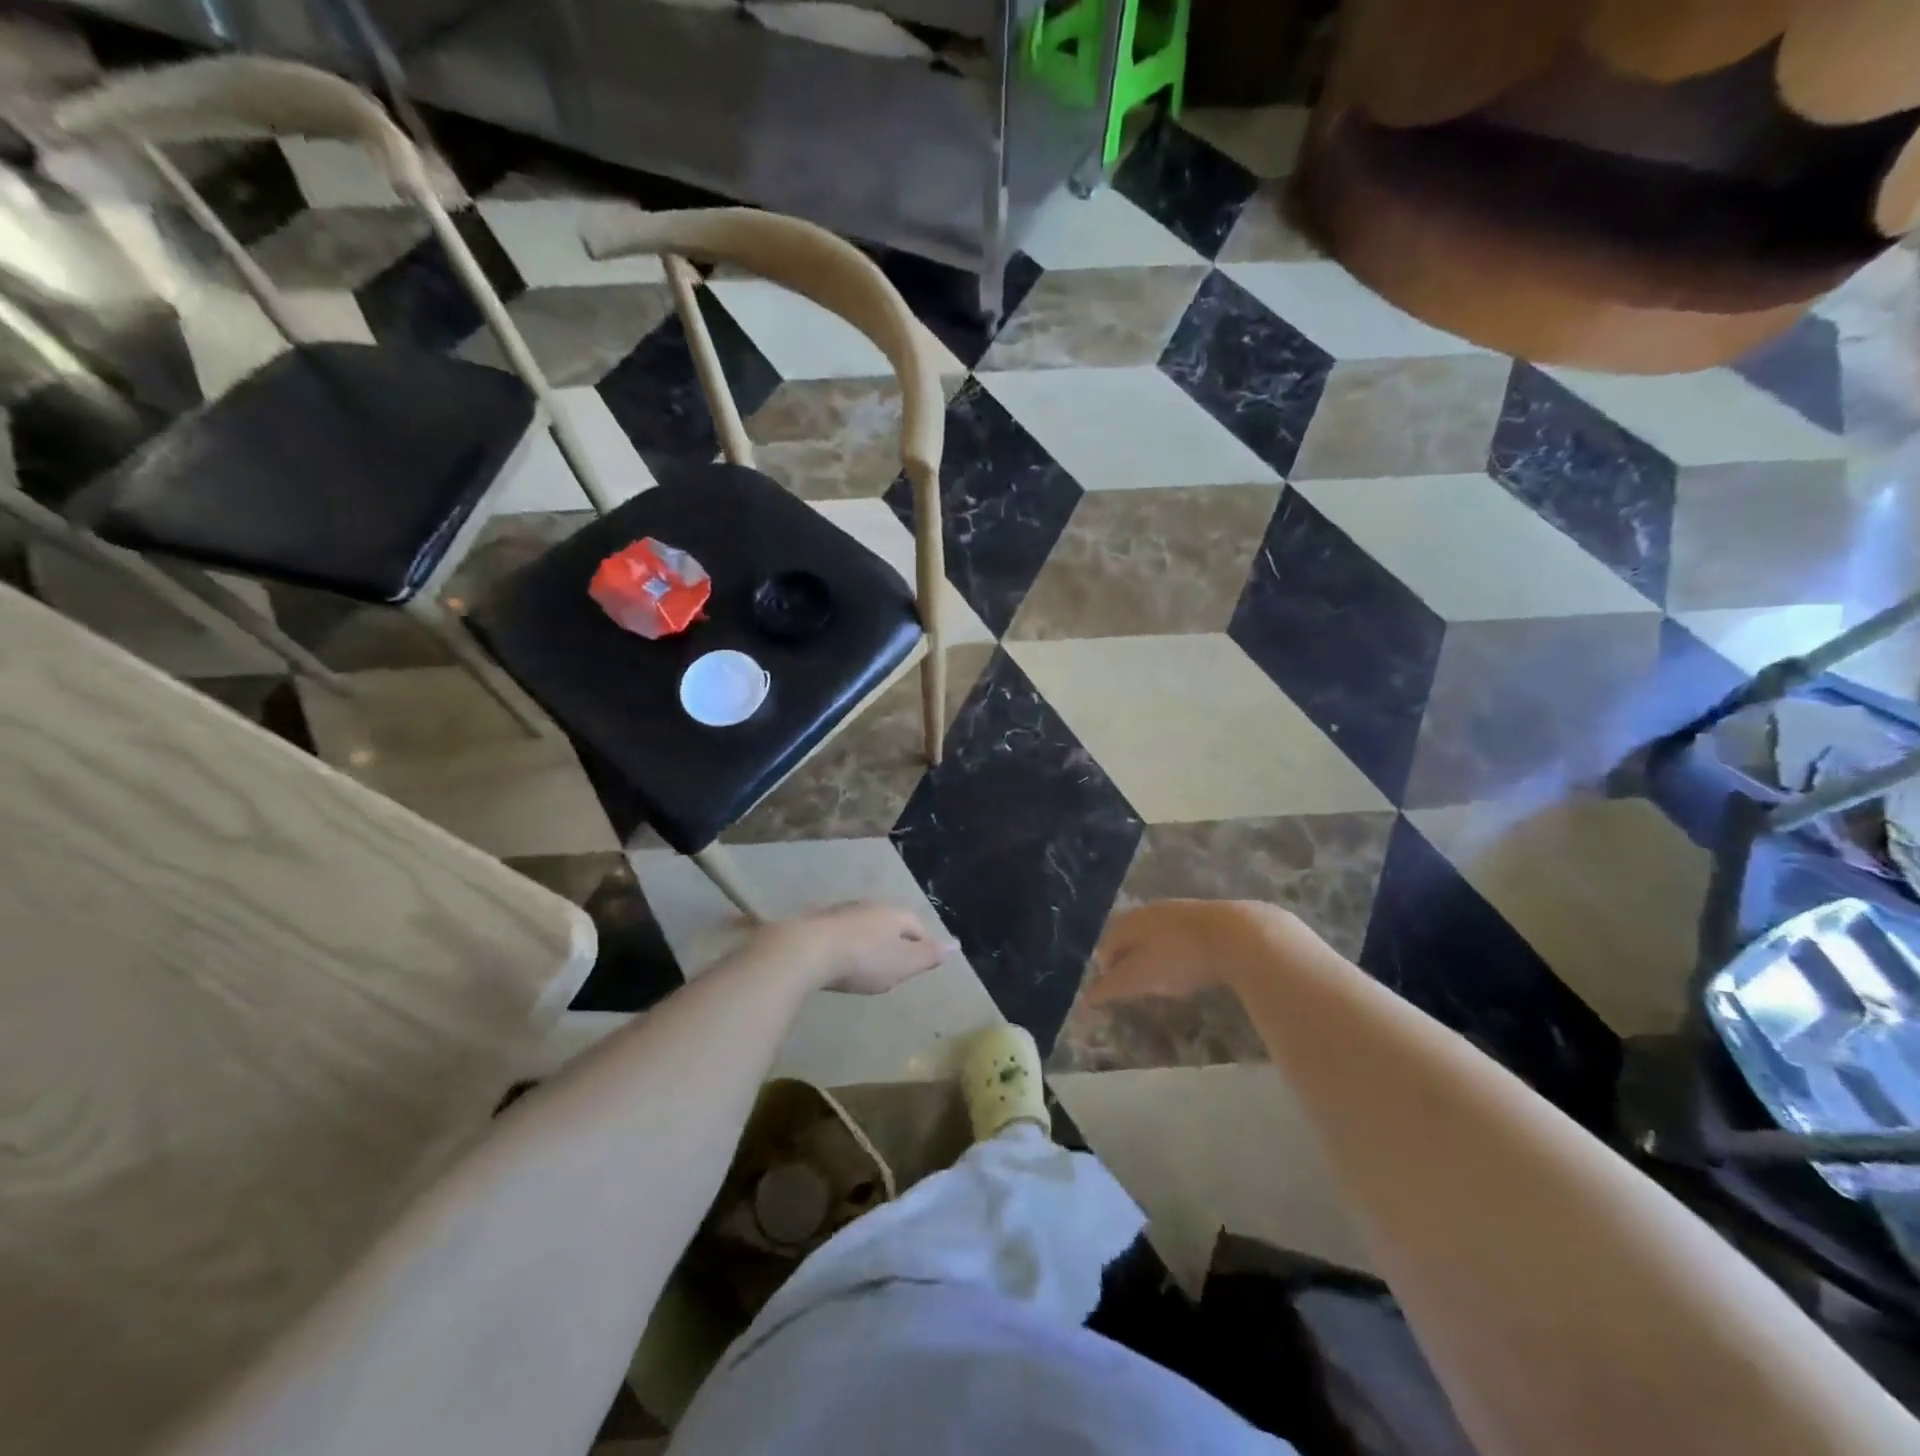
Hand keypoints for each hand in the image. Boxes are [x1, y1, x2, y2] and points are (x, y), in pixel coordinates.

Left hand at [766, 903, 956, 994]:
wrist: (806, 950)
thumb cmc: (863, 960)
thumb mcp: (903, 964)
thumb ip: (929, 955)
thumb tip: (956, 945)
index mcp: (895, 914)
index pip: (917, 925)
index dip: (923, 942)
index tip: (923, 961)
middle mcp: (870, 906)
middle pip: (890, 921)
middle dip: (894, 938)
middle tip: (896, 961)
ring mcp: (841, 911)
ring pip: (863, 924)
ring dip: (868, 939)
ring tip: (868, 960)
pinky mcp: (817, 922)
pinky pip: (840, 932)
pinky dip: (845, 943)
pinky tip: (839, 958)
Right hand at [1091, 900, 1293, 1003]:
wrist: (1239, 936)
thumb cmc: (1178, 957)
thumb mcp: (1138, 977)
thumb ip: (1110, 987)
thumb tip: (1085, 999)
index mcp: (1131, 920)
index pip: (1108, 943)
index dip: (1106, 968)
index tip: (1111, 990)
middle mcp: (1153, 910)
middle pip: (1132, 936)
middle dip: (1130, 959)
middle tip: (1135, 983)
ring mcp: (1183, 912)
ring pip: (1160, 934)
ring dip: (1156, 955)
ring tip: (1163, 978)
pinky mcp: (1211, 919)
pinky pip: (1185, 937)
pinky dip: (1181, 953)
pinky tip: (1194, 968)